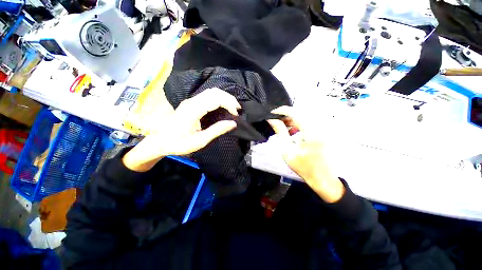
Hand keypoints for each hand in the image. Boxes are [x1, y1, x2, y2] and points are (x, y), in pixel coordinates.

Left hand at [123, 88, 239, 171]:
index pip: (215, 99)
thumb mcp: (199, 141)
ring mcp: (191, 101)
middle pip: (215, 92)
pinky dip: (219, 98)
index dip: (229, 104)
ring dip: (225, 97)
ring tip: (233, 107)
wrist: (160, 141)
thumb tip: (233, 123)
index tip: (236, 115)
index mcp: (193, 110)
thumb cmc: (179, 143)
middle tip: (238, 109)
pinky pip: (208, 95)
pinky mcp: (191, 103)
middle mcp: (192, 102)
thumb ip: (216, 131)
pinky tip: (223, 105)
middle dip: (229, 98)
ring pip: (212, 92)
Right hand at [268, 106, 344, 202]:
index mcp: (311, 132)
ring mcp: (322, 129)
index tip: (271, 113)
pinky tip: (291, 131)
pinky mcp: (322, 132)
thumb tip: (272, 120)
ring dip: (291, 119)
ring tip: (281, 126)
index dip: (282, 111)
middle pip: (300, 113)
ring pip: (304, 117)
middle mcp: (319, 127)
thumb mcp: (288, 150)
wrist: (322, 178)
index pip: (295, 113)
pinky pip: (308, 123)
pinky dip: (298, 124)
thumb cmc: (303, 167)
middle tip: (275, 120)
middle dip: (285, 115)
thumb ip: (280, 132)